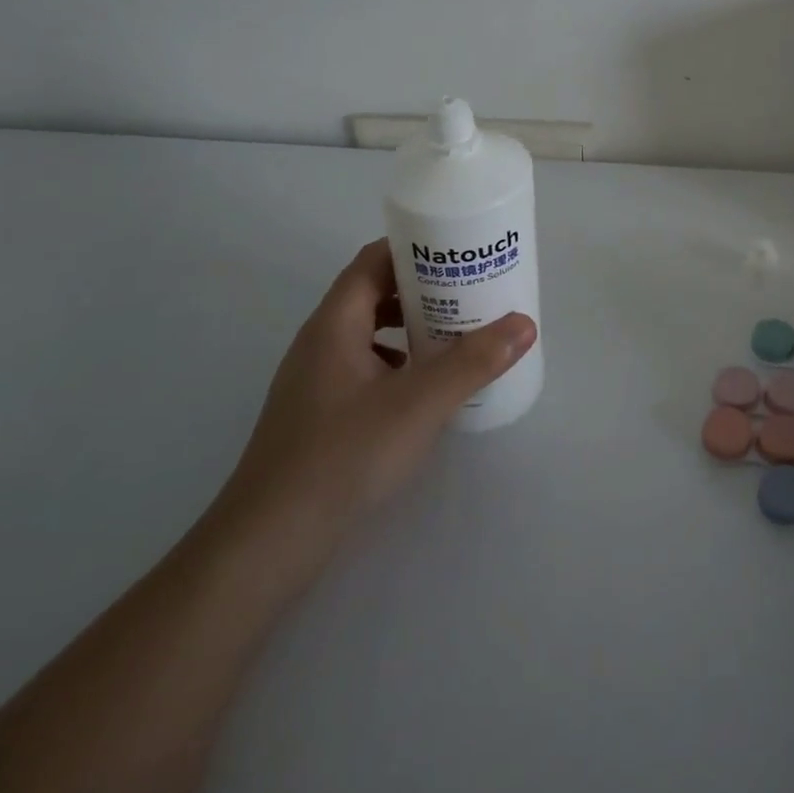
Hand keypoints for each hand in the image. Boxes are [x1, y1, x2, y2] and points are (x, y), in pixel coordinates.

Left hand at [208, 239, 536, 576]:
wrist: (268, 544)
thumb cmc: (343, 457)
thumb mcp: (420, 404)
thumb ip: (474, 362)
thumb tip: (525, 323)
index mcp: (334, 325)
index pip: (372, 261)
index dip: (414, 248)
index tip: (459, 250)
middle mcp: (320, 343)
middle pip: (373, 294)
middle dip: (423, 288)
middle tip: (472, 291)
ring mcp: (315, 382)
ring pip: (369, 334)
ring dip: (411, 326)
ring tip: (457, 334)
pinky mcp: (319, 416)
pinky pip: (365, 368)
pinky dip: (399, 362)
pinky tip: (425, 388)